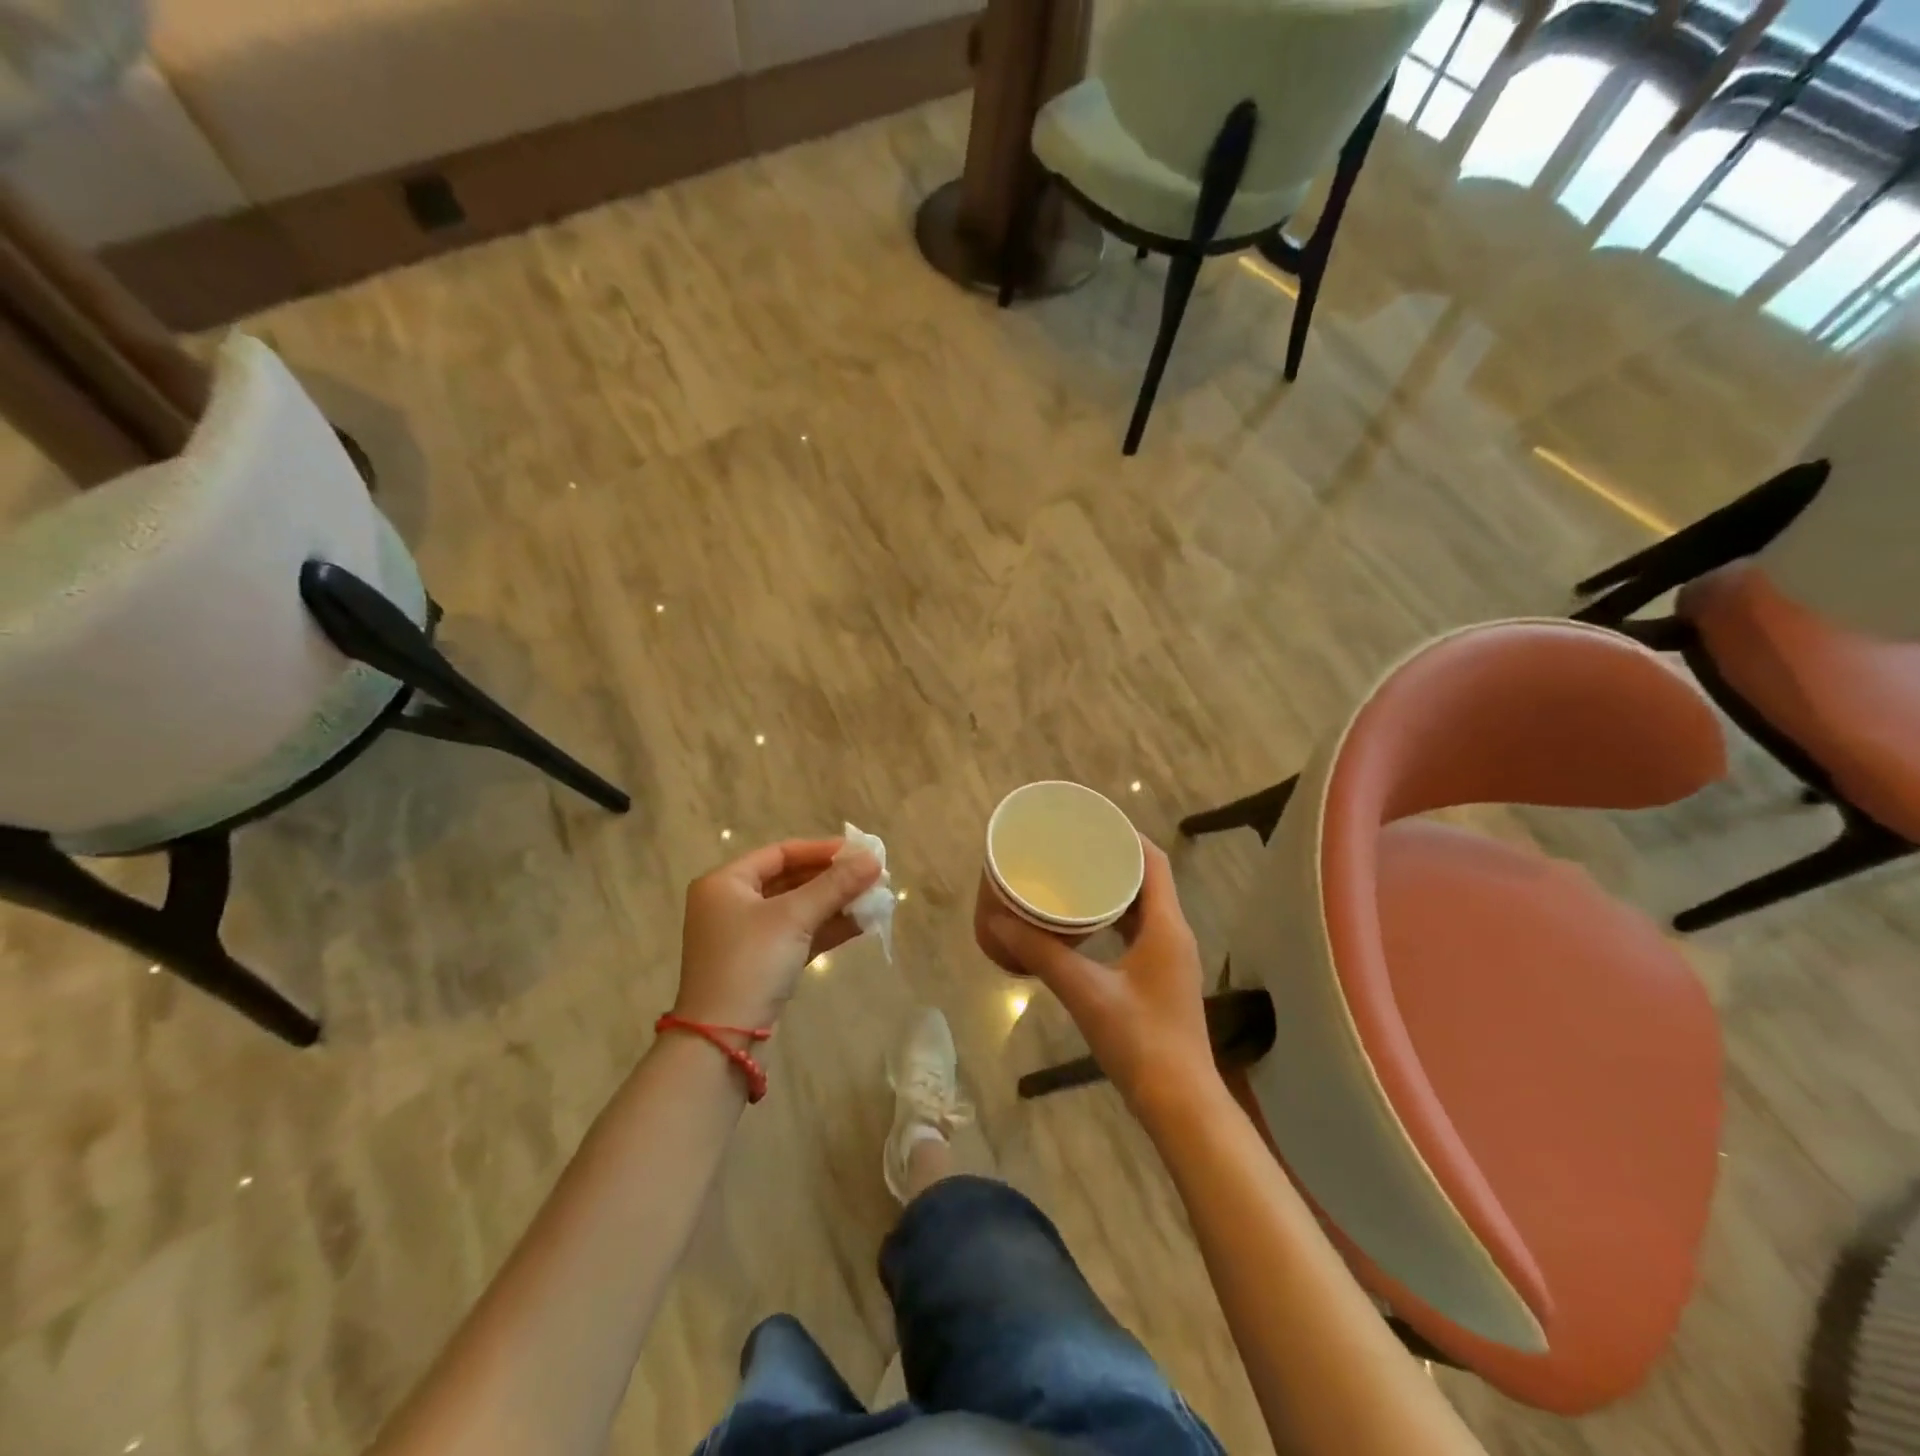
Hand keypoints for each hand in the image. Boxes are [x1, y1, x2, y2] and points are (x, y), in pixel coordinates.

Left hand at [674, 838, 881, 1028]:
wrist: (723, 1040)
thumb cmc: (751, 963)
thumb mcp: (794, 917)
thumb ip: (835, 885)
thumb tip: (874, 859)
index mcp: (725, 883)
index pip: (780, 853)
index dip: (822, 850)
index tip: (860, 852)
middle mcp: (731, 904)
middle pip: (790, 880)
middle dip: (833, 879)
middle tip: (872, 876)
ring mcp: (746, 936)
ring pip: (797, 909)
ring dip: (835, 904)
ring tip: (874, 898)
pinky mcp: (762, 964)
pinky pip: (798, 935)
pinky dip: (826, 929)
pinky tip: (861, 925)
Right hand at [978, 837, 1215, 1120]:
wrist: (1179, 1102)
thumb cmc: (1139, 1041)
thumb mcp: (1086, 993)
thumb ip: (1043, 955)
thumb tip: (1000, 922)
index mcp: (1165, 926)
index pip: (1153, 862)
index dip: (1126, 835)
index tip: (1091, 822)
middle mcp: (1173, 934)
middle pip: (1148, 879)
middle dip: (1113, 858)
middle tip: (1072, 847)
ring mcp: (1169, 957)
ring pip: (1143, 906)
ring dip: (1113, 889)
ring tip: (1072, 877)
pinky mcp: (1160, 977)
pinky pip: (1138, 931)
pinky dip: (1114, 918)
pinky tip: (1084, 926)